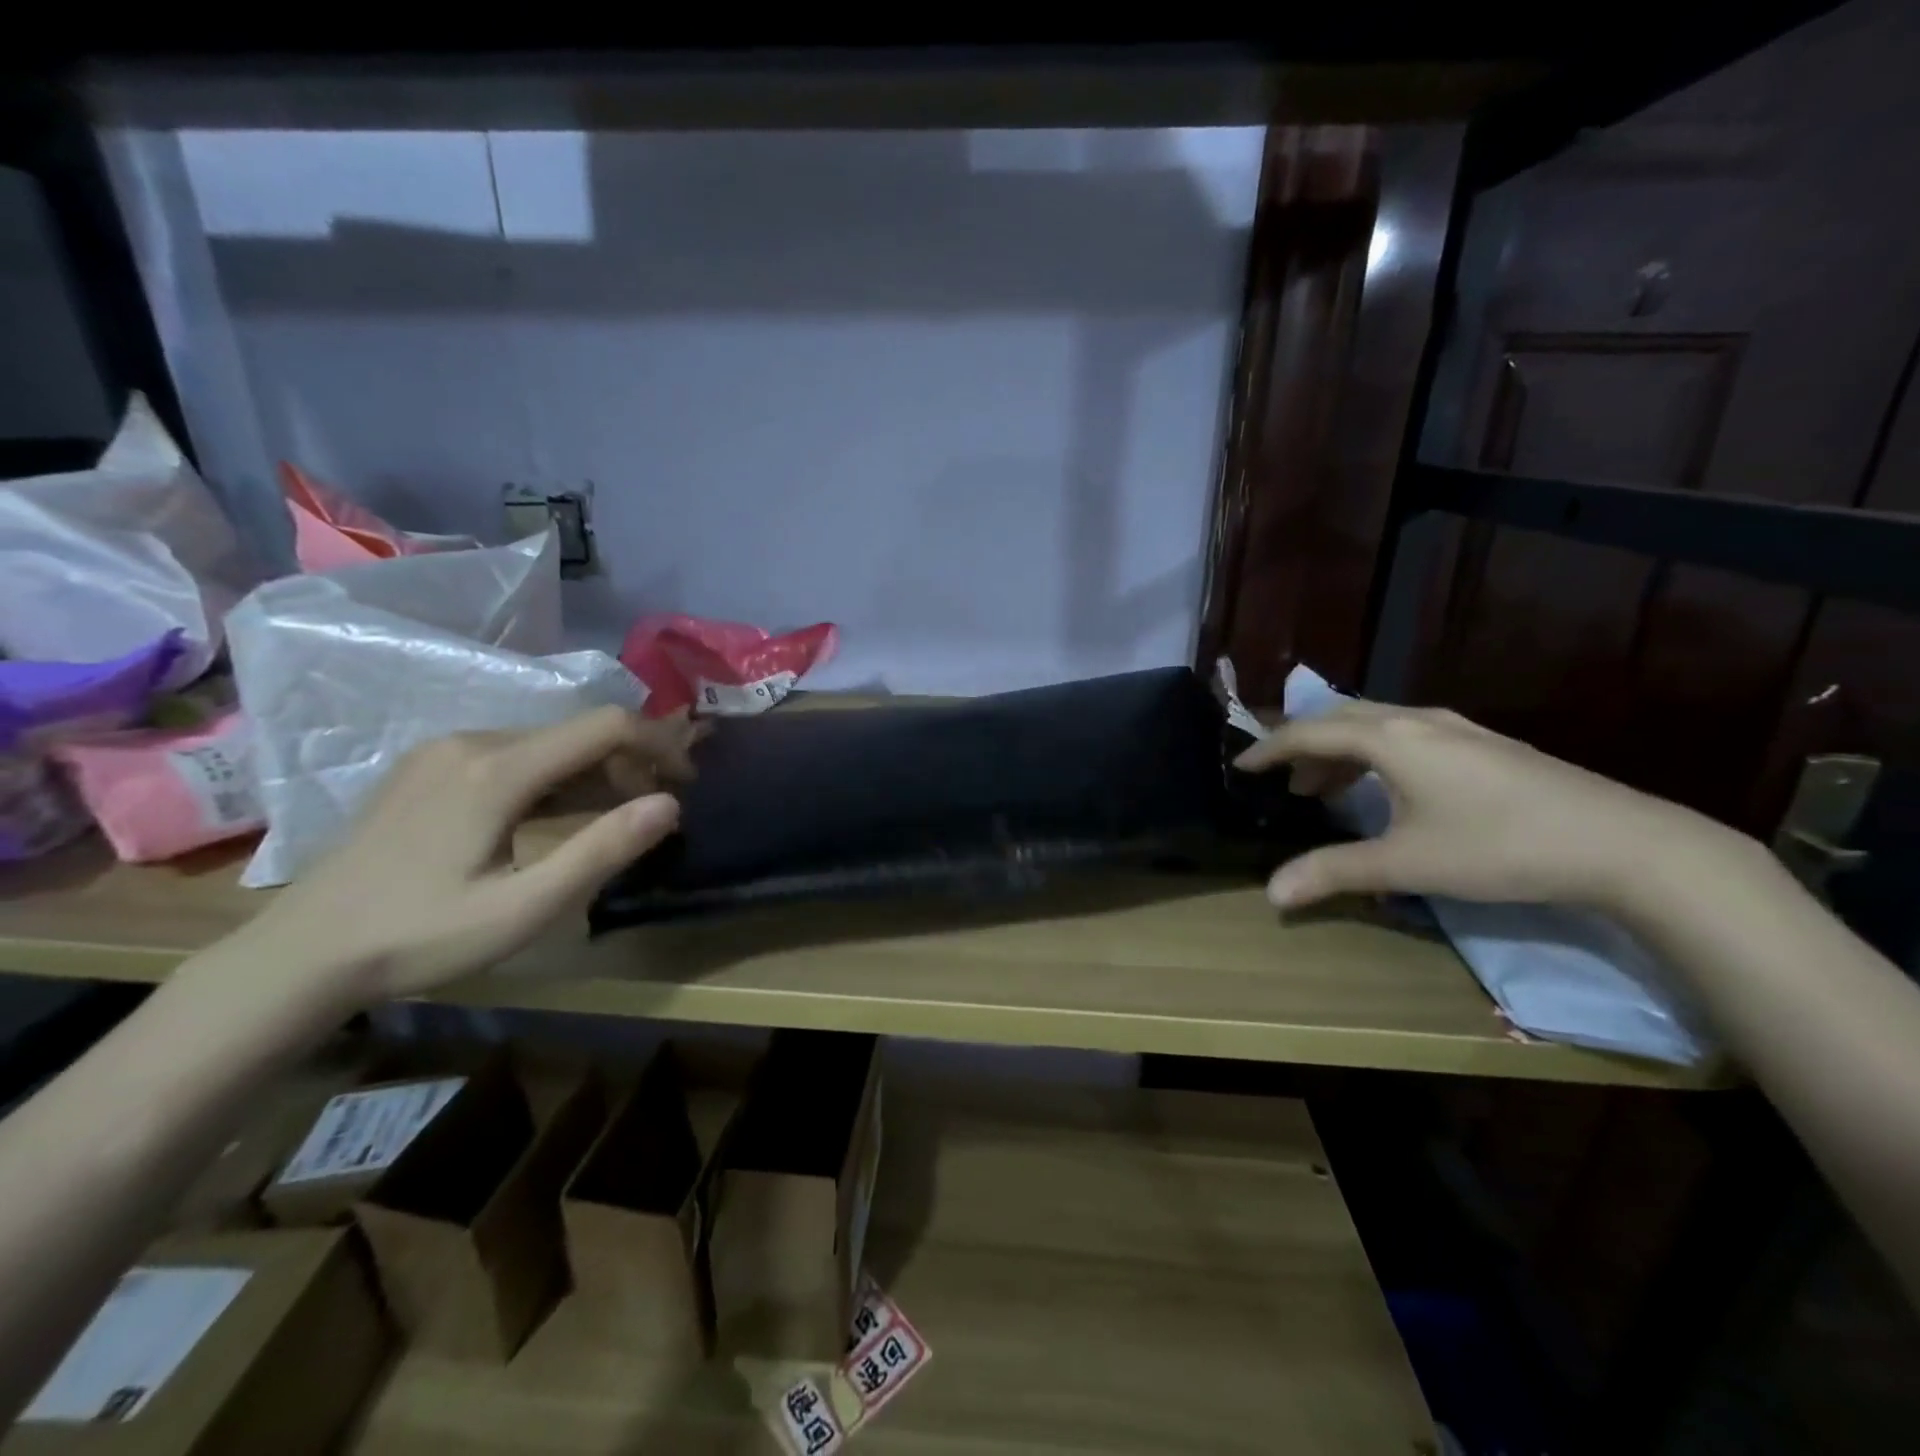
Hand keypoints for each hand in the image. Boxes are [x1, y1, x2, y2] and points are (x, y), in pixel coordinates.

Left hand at [216, 707, 690, 1008]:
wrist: (301, 954)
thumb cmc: (421, 937)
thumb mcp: (526, 908)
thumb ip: (602, 851)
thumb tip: (670, 805)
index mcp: (498, 770)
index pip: (605, 725)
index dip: (658, 744)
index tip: (687, 780)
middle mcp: (472, 742)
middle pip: (578, 731)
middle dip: (630, 761)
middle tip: (654, 810)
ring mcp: (443, 750)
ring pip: (547, 741)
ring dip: (593, 770)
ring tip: (612, 816)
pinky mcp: (427, 766)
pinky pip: (513, 752)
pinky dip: (553, 774)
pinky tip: (552, 814)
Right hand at [1234, 701, 1737, 911]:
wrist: (1624, 844)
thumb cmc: (1499, 846)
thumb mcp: (1407, 863)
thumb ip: (1334, 873)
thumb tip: (1271, 893)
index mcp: (1389, 738)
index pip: (1309, 733)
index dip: (1269, 749)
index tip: (1240, 766)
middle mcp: (1417, 720)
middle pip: (1341, 718)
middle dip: (1304, 747)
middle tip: (1284, 781)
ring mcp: (1457, 728)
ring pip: (1377, 725)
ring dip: (1341, 752)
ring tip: (1327, 790)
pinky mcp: (1485, 744)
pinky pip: (1407, 734)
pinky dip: (1376, 754)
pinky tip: (1389, 788)